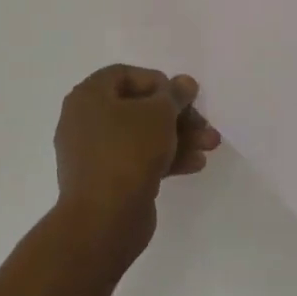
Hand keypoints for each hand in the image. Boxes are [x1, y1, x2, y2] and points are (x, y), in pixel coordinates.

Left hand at [54, 65, 220, 249]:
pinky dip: (165, 158)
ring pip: (142, 136)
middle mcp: (86, 121)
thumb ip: (175, 94)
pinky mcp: (106, 181)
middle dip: (177, 115)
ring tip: (210, 145)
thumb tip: (184, 83)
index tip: (181, 95)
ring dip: (179, 137)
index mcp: (89, 96)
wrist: (103, 220)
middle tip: (204, 123)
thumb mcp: (160, 113)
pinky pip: (138, 160)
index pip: (125, 75)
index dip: (157, 81)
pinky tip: (195, 164)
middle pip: (138, 108)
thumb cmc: (128, 152)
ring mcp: (95, 154)